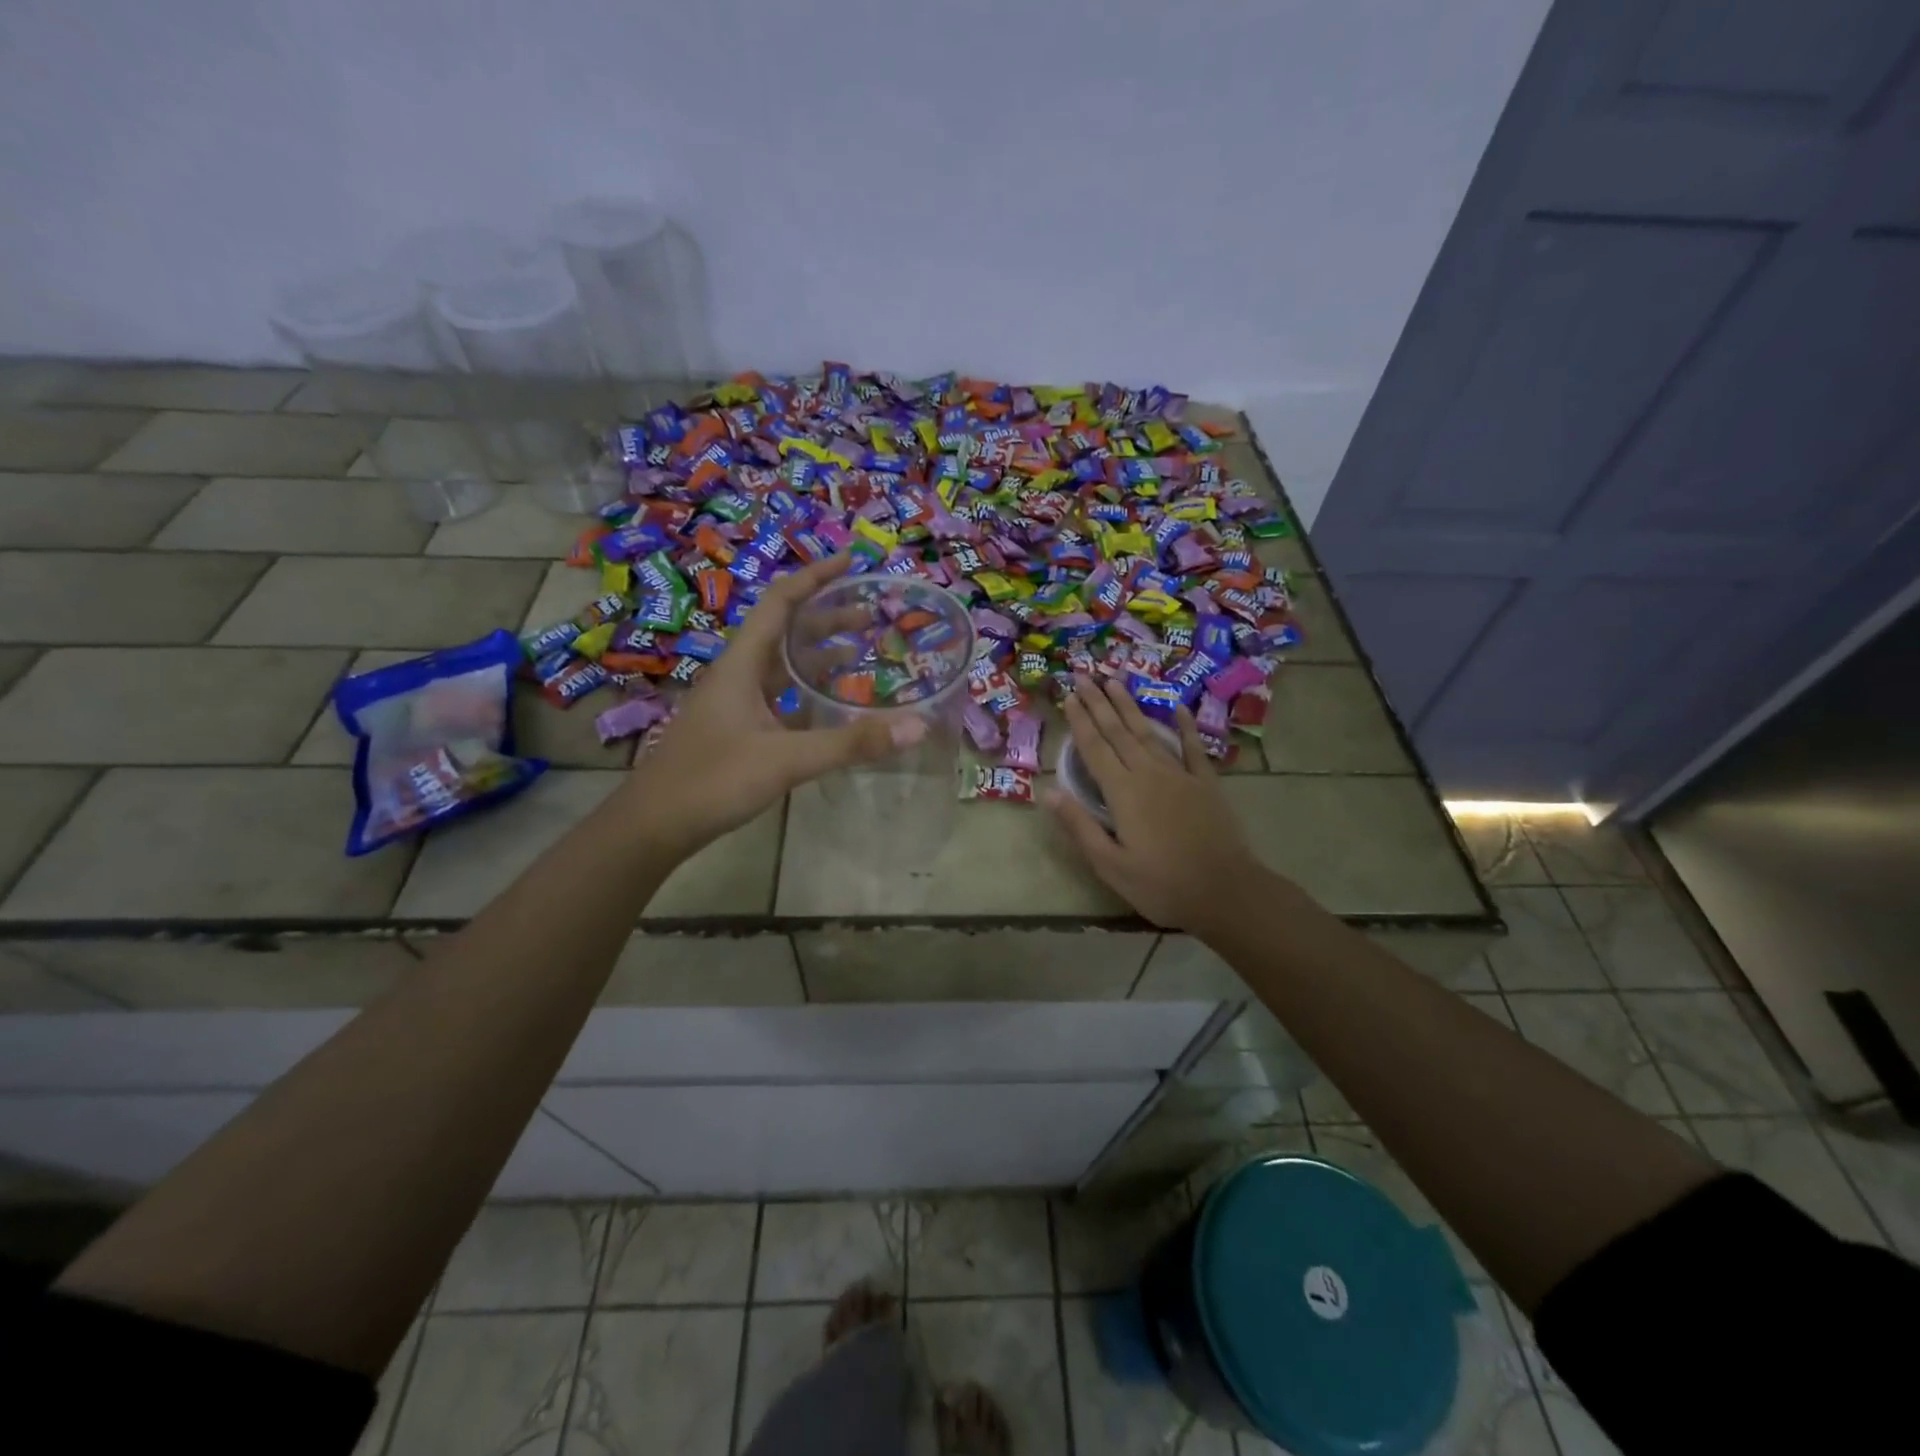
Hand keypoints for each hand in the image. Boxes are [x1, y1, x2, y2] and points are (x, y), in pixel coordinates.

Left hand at [622, 555, 922, 856]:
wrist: (653, 826)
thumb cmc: (712, 781)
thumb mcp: (787, 759)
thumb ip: (851, 743)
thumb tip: (917, 725)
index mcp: (741, 665)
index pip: (780, 603)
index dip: (815, 577)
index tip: (852, 562)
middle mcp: (737, 675)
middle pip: (785, 631)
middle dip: (827, 617)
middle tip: (870, 614)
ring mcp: (734, 704)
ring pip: (781, 666)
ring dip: (818, 655)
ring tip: (860, 653)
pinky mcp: (736, 730)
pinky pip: (778, 696)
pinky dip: (807, 692)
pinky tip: (829, 707)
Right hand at [1047, 675, 1266, 929]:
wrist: (1226, 891)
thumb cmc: (1161, 884)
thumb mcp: (1110, 864)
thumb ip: (1079, 826)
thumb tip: (1048, 792)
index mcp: (1122, 792)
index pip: (1094, 748)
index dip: (1080, 721)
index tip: (1069, 695)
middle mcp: (1148, 773)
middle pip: (1118, 731)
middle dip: (1099, 702)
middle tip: (1085, 675)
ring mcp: (1180, 775)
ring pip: (1149, 732)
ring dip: (1130, 707)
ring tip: (1116, 681)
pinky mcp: (1206, 783)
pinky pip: (1192, 747)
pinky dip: (1184, 726)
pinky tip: (1176, 707)